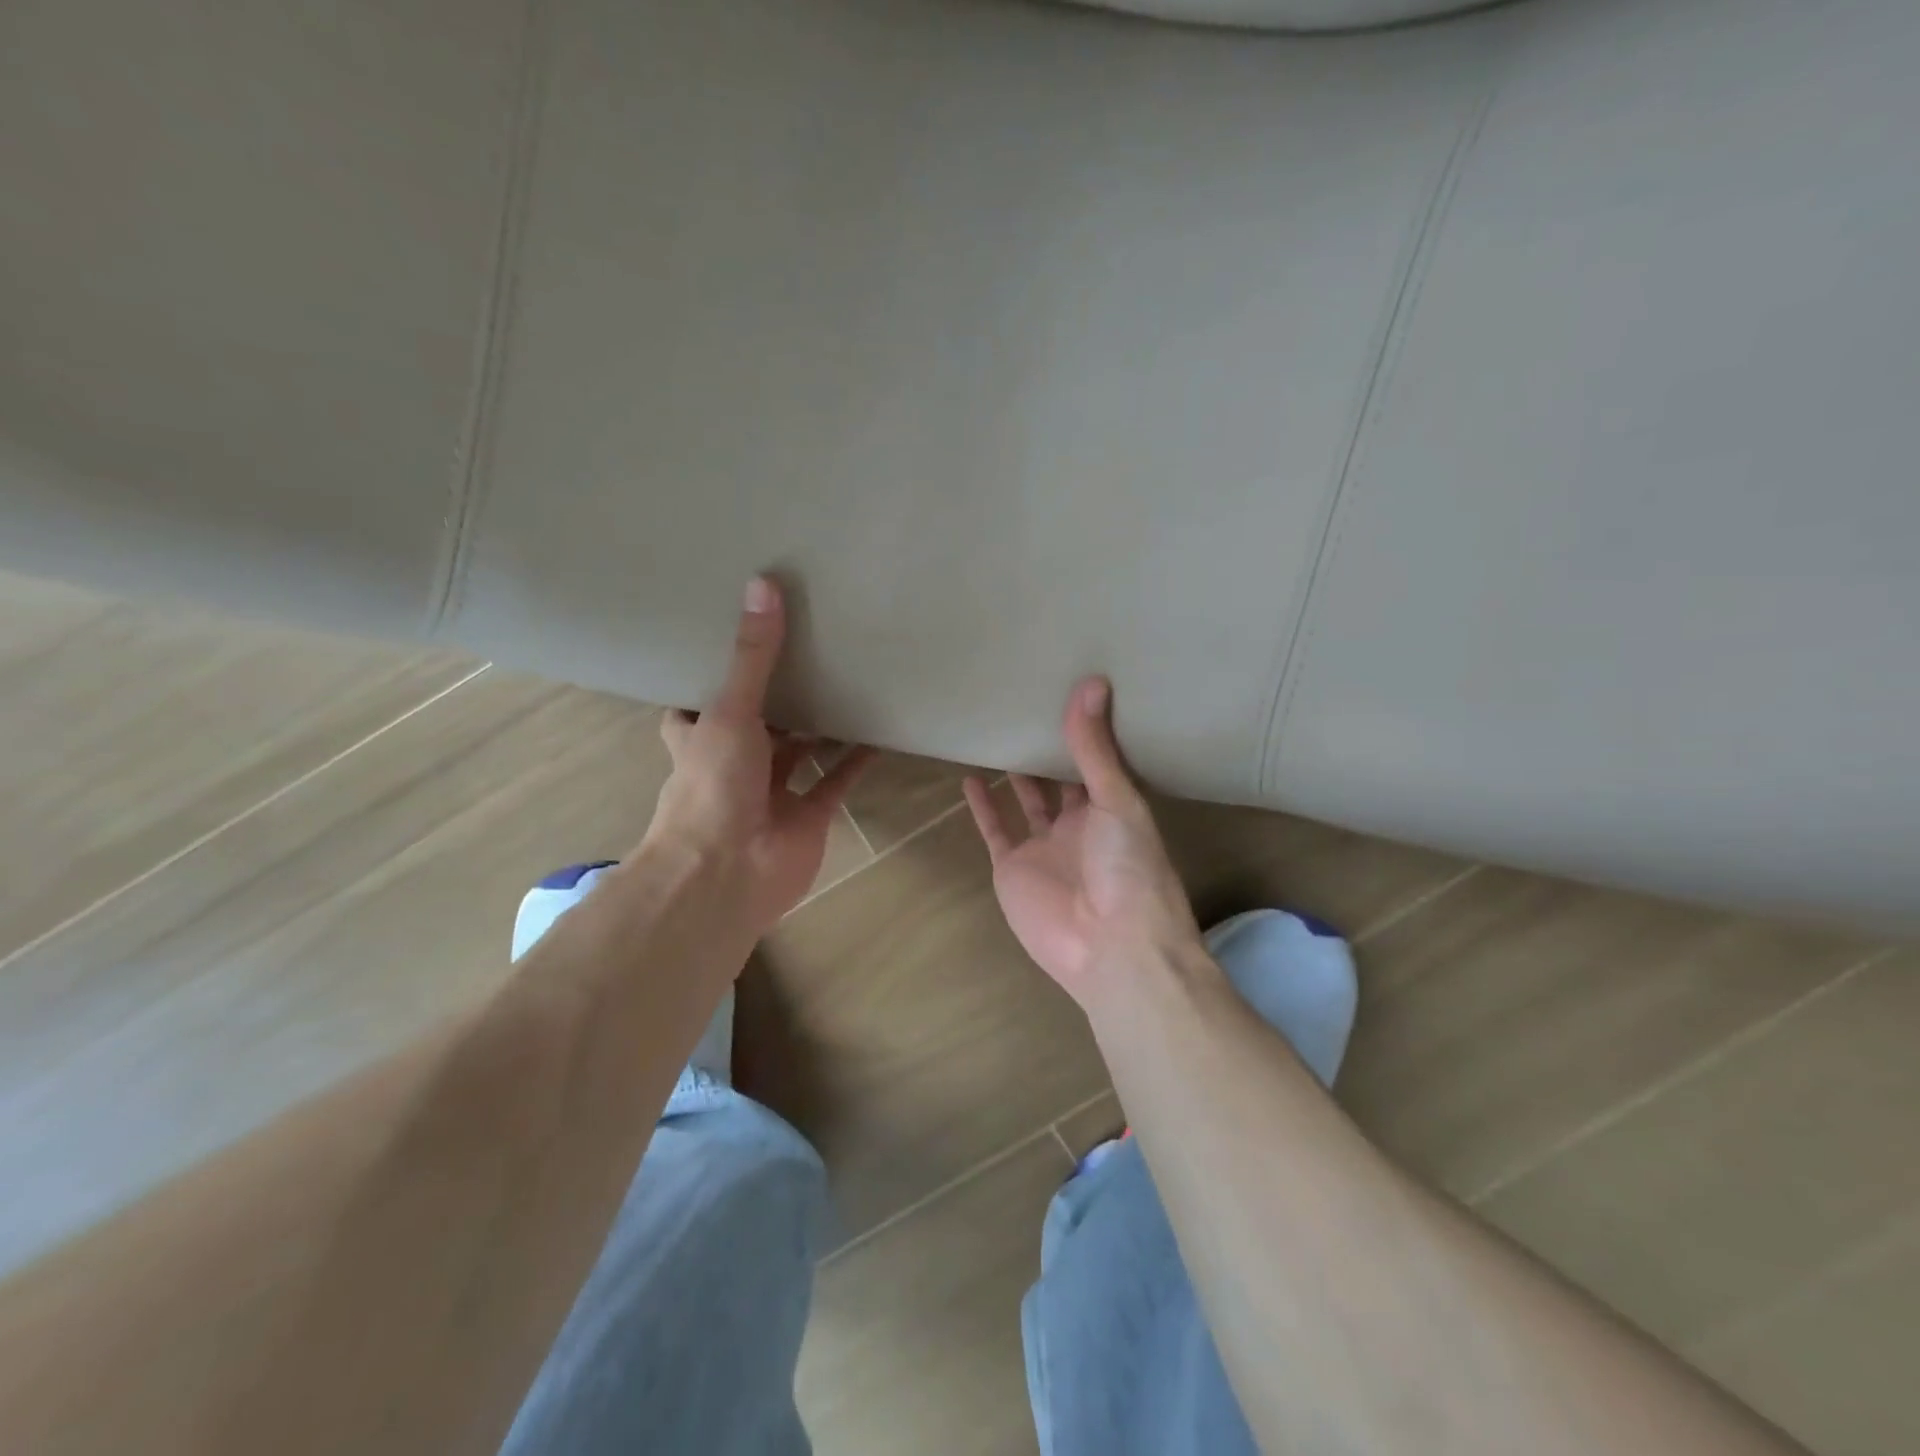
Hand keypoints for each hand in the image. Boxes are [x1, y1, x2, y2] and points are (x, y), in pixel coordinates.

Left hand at [644, 576, 871, 937]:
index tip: (738, 639)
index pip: (699, 702)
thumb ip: (753, 657)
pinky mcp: (809, 815)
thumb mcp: (729, 711)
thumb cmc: (714, 787)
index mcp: (702, 738)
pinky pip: (837, 781)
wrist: (728, 873)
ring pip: (801, 752)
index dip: (713, 675)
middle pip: (759, 723)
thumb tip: (763, 584)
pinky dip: (856, 760)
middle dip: (780, 696)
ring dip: (821, 726)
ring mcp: (774, 791)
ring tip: (849, 682)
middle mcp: (736, 762)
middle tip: (811, 650)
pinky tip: (878, 732)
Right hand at [963, 677, 1202, 1010]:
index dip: (1083, 731)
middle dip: (1045, 748)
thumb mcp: (1116, 801)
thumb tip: (1092, 682)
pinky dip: (982, 805)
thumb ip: (1096, 748)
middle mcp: (1078, 825)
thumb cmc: (1129, 868)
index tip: (1066, 690)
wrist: (1110, 947)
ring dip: (1013, 772)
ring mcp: (1043, 847)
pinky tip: (970, 775)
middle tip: (1025, 702)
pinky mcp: (1012, 867)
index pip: (1096, 761)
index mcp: (1112, 808)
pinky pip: (994, 829)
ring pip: (1025, 801)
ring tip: (995, 731)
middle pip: (1058, 779)